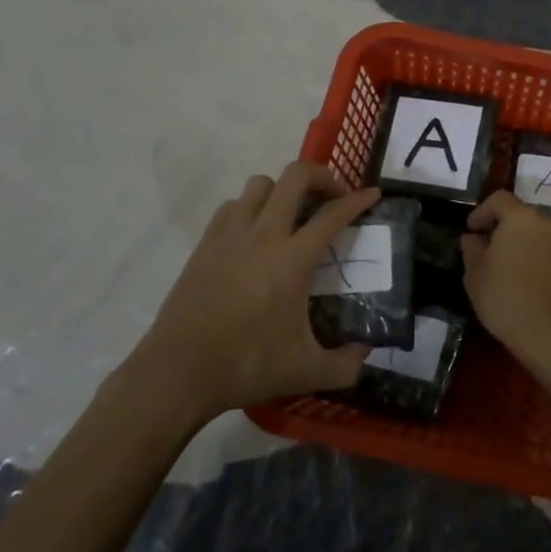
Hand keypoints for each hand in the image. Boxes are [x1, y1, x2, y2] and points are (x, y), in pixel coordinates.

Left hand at [126, 163, 380, 417]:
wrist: (177, 374)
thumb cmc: (246, 366)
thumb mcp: (306, 372)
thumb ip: (346, 364)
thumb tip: (365, 352)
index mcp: (292, 259)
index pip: (333, 215)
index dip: (358, 200)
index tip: (373, 194)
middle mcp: (263, 235)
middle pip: (295, 177)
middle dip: (322, 177)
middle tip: (333, 198)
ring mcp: (229, 236)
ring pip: (260, 184)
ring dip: (283, 190)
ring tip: (293, 213)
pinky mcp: (205, 245)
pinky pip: (232, 206)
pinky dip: (251, 207)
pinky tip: (256, 232)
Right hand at [460, 191, 550, 372]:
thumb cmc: (505, 299)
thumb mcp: (475, 276)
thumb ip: (472, 249)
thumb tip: (474, 237)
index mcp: (521, 219)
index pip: (500, 199)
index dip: (482, 211)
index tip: (472, 229)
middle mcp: (550, 224)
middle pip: (523, 218)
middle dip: (505, 230)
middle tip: (491, 252)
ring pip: (542, 238)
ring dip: (527, 247)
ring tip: (514, 272)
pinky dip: (544, 264)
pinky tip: (535, 288)